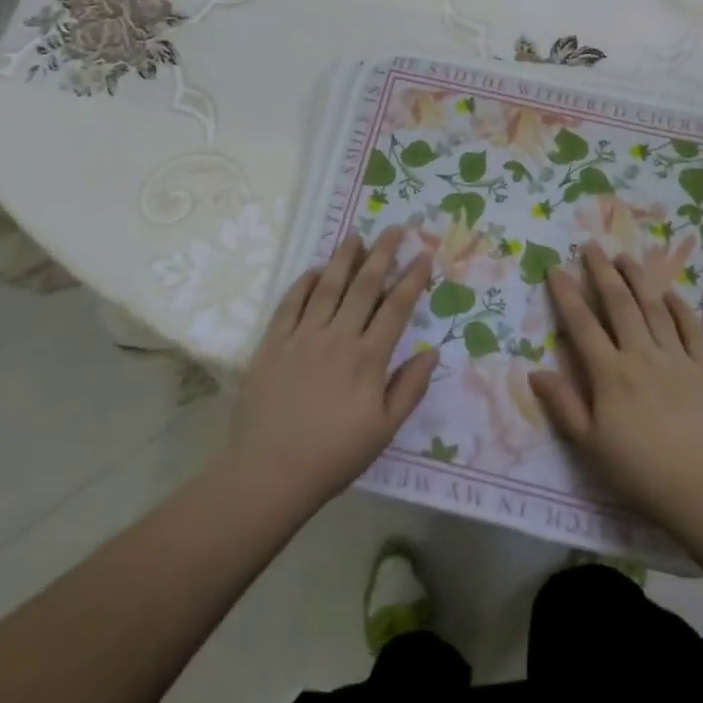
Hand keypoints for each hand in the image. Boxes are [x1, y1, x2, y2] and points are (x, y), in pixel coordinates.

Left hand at [222, 228, 438, 516]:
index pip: (396, 308)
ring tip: (357, 236)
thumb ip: (410, 388)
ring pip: (328, 286)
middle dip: (383, 253)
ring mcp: (303, 336)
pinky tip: (315, 270)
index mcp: (368, 358)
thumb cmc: (333, 456)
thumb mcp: (383, 431)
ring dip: (344, 258)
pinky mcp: (273, 343)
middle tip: (395, 228)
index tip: (424, 255)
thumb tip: (433, 351)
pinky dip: (305, 283)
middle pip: (364, 285)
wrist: (269, 473)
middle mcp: (338, 337)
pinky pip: (291, 303)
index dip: (412, 278)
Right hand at [529, 245, 702, 529]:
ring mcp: (676, 358)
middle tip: (591, 245)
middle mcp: (641, 355)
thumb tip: (535, 371)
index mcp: (610, 374)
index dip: (567, 295)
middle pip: (619, 304)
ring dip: (638, 279)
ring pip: (653, 308)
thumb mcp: (591, 447)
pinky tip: (669, 292)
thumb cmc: (642, 473)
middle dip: (602, 272)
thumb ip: (564, 405)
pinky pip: (691, 328)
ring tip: (625, 257)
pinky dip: (679, 307)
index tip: (555, 268)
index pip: (583, 325)